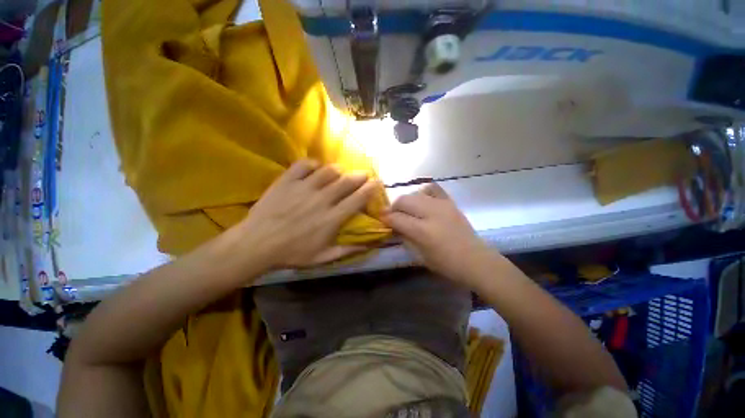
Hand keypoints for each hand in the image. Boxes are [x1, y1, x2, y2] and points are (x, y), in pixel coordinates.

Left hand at [236, 160, 378, 268]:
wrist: (256, 244)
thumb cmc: (292, 253)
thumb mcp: (323, 258)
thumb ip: (347, 250)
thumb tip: (369, 245)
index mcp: (332, 218)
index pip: (358, 199)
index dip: (370, 189)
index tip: (377, 183)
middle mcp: (322, 199)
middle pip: (347, 181)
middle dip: (359, 176)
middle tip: (363, 175)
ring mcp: (304, 188)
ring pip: (329, 170)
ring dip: (338, 170)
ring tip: (339, 174)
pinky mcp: (287, 180)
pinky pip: (305, 164)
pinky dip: (314, 164)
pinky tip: (315, 170)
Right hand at [382, 183, 495, 285]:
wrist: (475, 260)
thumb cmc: (445, 264)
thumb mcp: (419, 255)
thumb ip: (404, 237)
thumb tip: (394, 225)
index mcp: (422, 231)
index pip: (396, 218)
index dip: (386, 217)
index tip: (381, 218)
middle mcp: (431, 213)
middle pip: (404, 200)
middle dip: (394, 207)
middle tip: (393, 215)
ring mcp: (442, 205)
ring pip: (415, 194)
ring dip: (407, 201)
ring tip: (407, 210)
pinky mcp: (450, 202)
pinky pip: (433, 189)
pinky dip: (423, 192)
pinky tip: (422, 200)